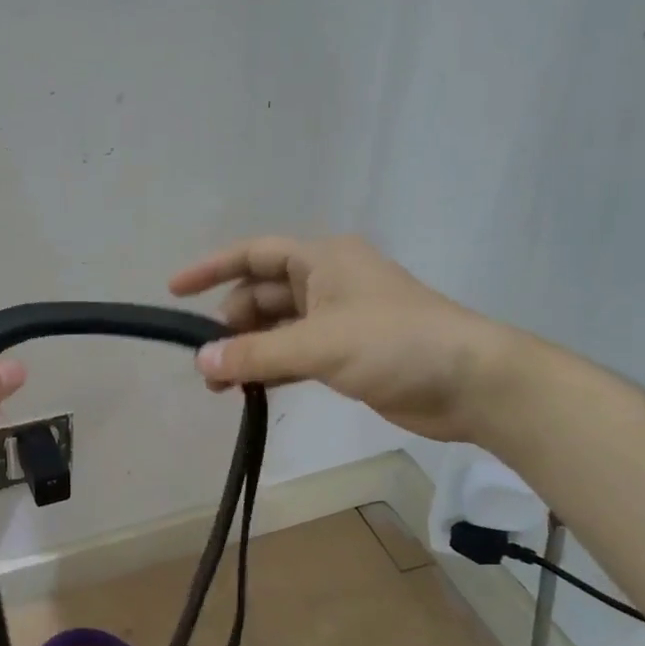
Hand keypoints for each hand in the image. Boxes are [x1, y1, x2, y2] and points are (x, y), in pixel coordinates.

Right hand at [169, 235, 514, 441]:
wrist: (470, 382)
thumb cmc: (395, 343)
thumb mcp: (319, 344)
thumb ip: (256, 354)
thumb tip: (201, 363)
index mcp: (322, 260)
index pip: (254, 254)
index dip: (212, 268)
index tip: (174, 291)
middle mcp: (326, 282)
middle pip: (261, 294)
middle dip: (230, 324)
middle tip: (206, 359)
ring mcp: (338, 319)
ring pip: (276, 328)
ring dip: (248, 351)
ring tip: (219, 384)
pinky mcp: (347, 353)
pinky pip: (294, 354)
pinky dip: (271, 368)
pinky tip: (250, 391)